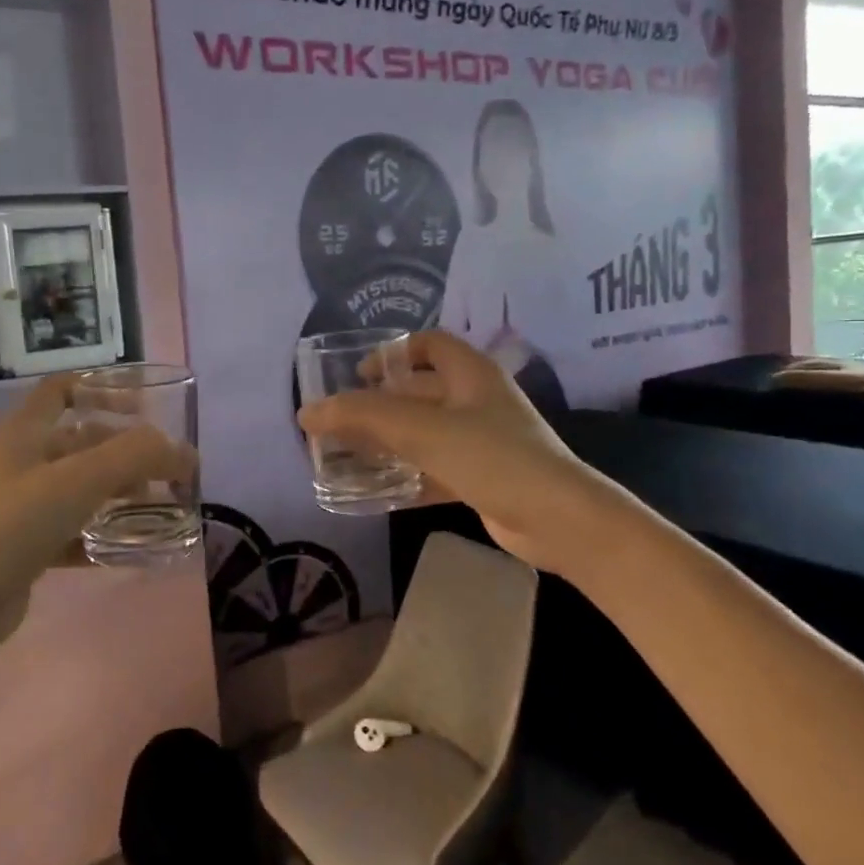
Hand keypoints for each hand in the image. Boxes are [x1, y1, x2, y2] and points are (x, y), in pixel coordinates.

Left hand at [0, 375, 195, 647]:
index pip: (63, 389)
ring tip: (161, 509)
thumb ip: (135, 457)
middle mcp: (21, 463)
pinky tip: (135, 550)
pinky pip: (74, 533)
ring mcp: (20, 508)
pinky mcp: (25, 550)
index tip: (145, 409)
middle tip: (169, 473)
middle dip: (126, 453)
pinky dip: (104, 536)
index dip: (103, 389)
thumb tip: (183, 453)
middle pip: (82, 442)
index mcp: (24, 433)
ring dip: (120, 495)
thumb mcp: (77, 480)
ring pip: (81, 489)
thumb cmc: (9, 526)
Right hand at [297, 330, 596, 572]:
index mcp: (470, 374)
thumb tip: (306, 412)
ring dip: (388, 442)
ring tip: (346, 455)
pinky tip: (374, 491)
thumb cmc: (492, 456)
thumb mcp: (422, 429)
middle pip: (420, 392)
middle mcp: (477, 401)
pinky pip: (433, 469)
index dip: (393, 351)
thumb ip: (362, 416)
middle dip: (380, 404)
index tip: (358, 373)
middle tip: (340, 421)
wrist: (558, 520)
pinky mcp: (481, 478)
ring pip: (424, 433)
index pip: (429, 344)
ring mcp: (482, 442)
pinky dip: (405, 476)